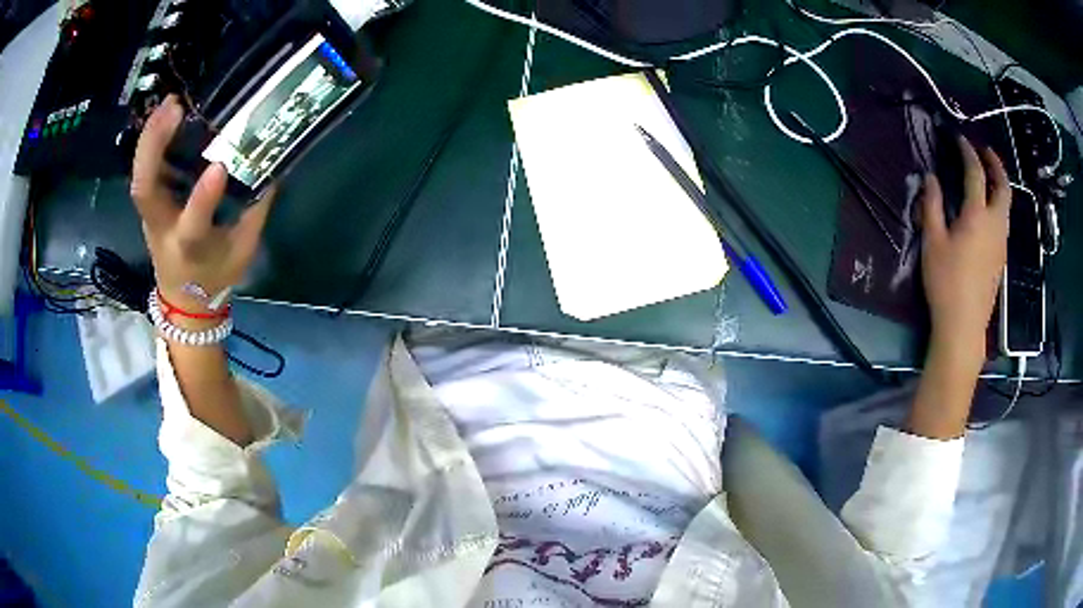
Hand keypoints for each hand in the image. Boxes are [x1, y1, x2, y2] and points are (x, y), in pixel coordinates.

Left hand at [131, 96, 273, 324]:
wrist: (183, 299)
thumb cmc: (215, 275)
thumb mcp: (242, 250)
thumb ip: (254, 210)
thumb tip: (271, 165)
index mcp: (190, 247)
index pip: (193, 225)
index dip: (203, 197)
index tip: (220, 166)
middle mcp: (163, 229)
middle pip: (145, 191)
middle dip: (154, 148)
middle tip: (174, 108)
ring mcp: (151, 216)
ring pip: (139, 177)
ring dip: (149, 137)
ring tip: (169, 103)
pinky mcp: (150, 205)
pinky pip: (144, 170)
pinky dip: (150, 141)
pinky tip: (163, 115)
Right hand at [920, 136, 1010, 360]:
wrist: (964, 325)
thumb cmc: (946, 282)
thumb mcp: (932, 242)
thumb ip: (932, 206)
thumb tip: (931, 178)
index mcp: (977, 216)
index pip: (976, 173)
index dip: (968, 152)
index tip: (960, 139)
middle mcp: (995, 224)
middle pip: (1003, 187)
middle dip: (996, 164)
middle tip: (985, 151)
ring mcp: (1001, 242)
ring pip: (1007, 205)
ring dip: (999, 184)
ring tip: (988, 175)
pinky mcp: (1001, 258)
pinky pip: (1004, 221)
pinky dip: (999, 203)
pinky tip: (988, 208)